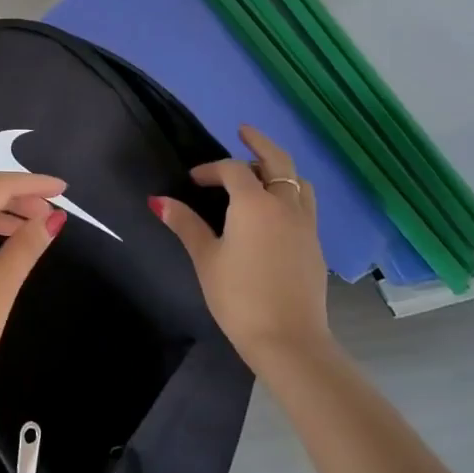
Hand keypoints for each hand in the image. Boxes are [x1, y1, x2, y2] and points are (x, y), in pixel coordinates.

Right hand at [151, 125, 330, 372]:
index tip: (193, 181)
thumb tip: (158, 201)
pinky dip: (290, 193)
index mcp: (254, 204)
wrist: (289, 341)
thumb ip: (185, 224)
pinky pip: (305, 204)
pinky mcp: (315, 245)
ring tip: (261, 173)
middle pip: (277, 161)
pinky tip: (275, 211)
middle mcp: (284, 205)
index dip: (210, 169)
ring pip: (298, 182)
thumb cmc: (239, 297)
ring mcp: (305, 225)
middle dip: (259, 143)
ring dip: (279, 170)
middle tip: (244, 131)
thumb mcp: (206, 259)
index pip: (232, 170)